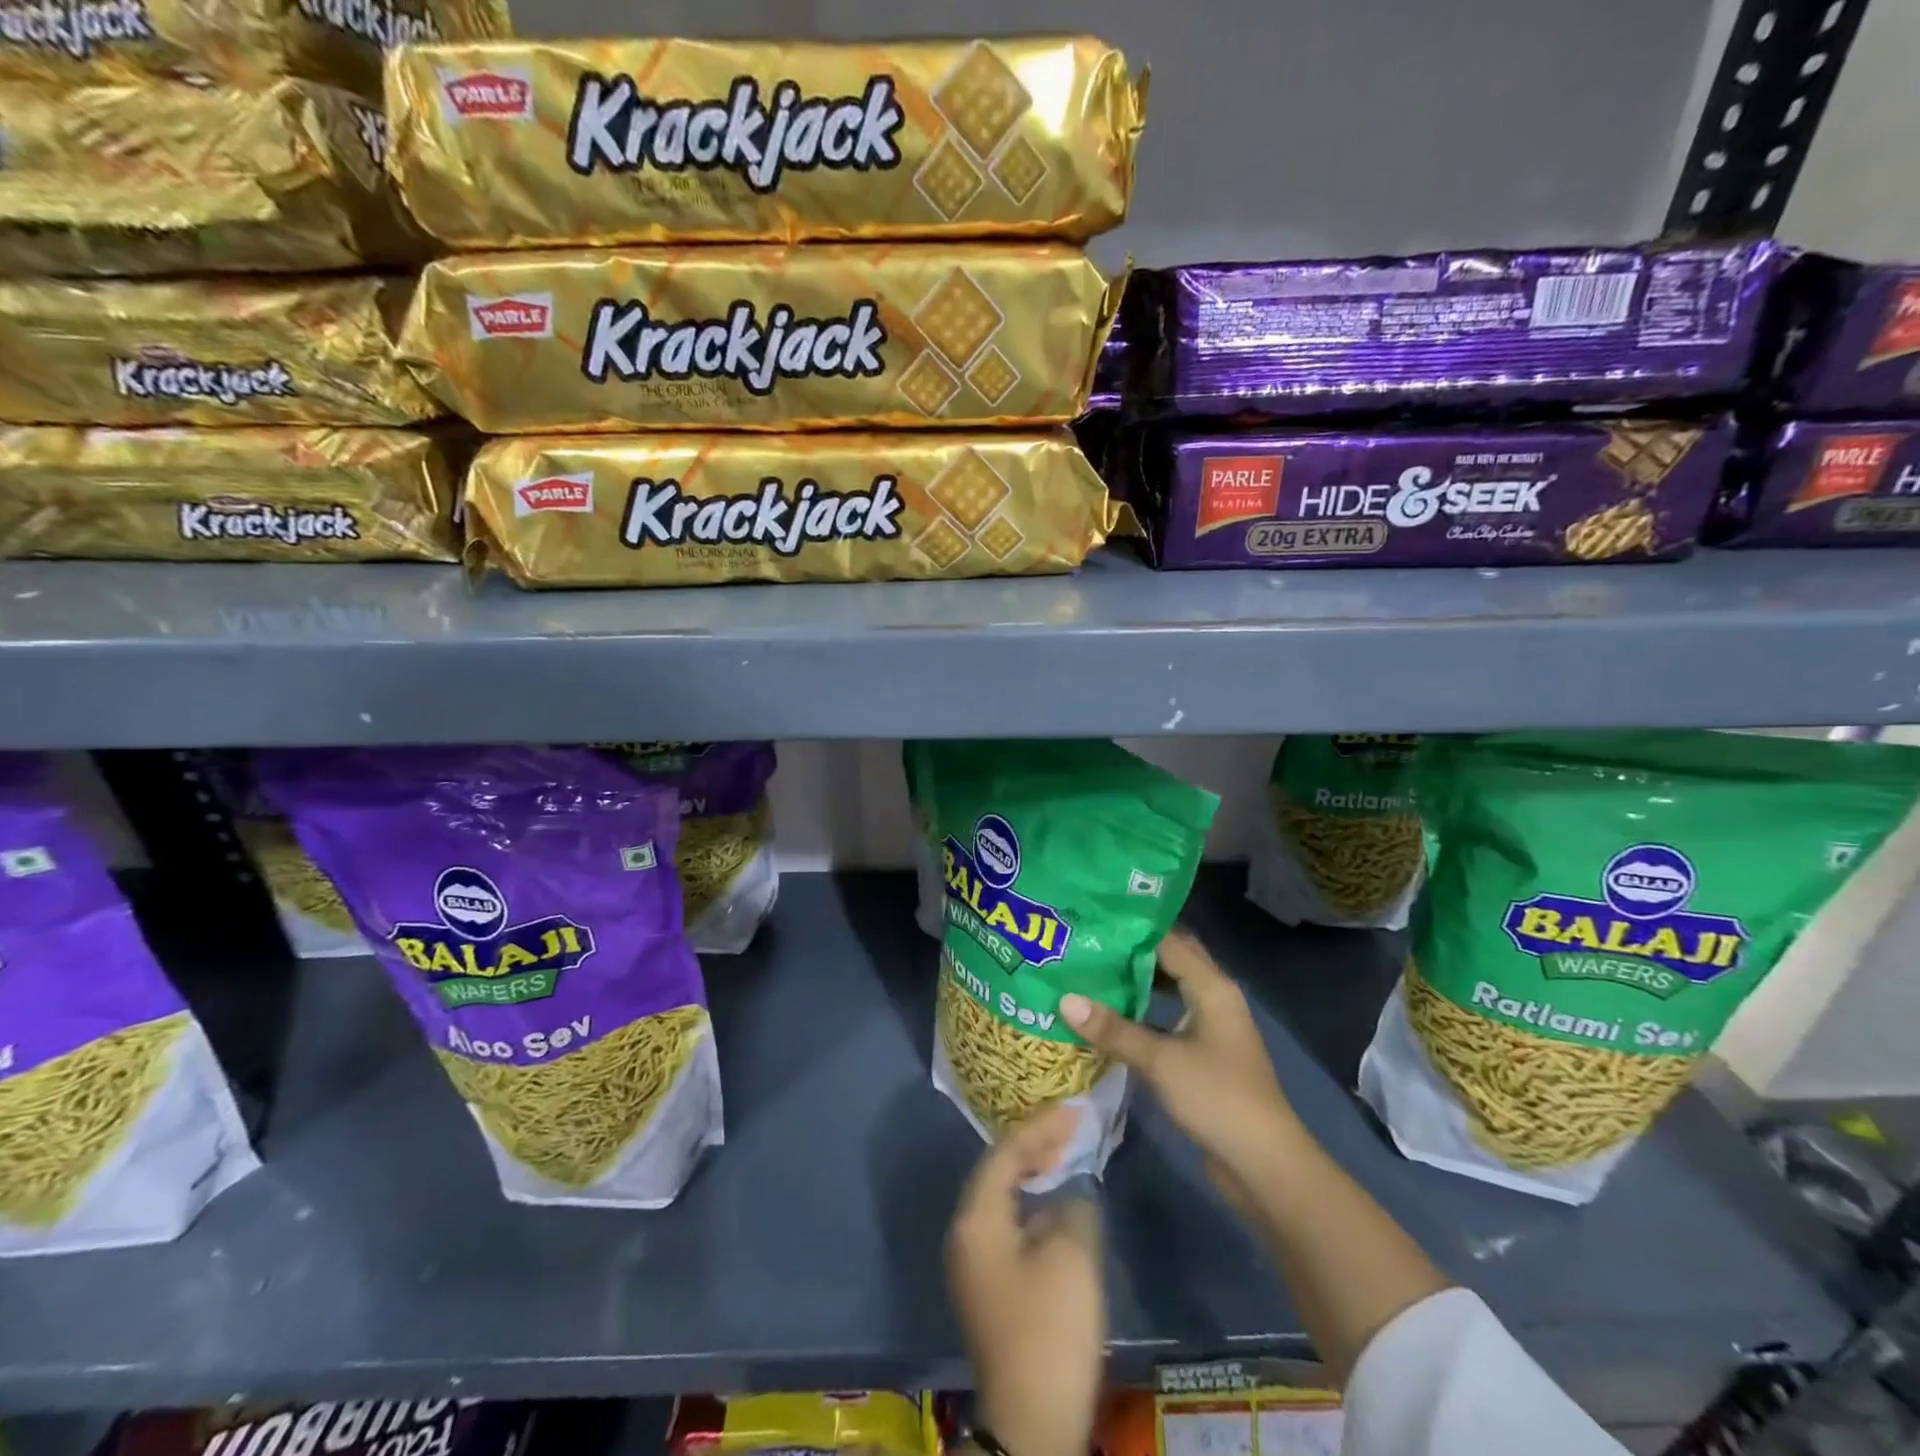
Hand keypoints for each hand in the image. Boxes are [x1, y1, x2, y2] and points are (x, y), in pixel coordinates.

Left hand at [947, 1105, 1105, 1455]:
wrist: (1031, 1423)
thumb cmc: (1049, 1330)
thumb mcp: (1072, 1257)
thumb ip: (1073, 1208)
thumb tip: (1068, 1197)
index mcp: (977, 1218)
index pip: (1004, 1152)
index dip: (1040, 1126)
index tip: (1073, 1109)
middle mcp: (966, 1233)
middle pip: (997, 1171)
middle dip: (1033, 1145)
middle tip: (1070, 1127)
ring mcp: (974, 1263)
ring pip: (1002, 1198)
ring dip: (1032, 1174)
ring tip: (1064, 1155)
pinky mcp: (990, 1288)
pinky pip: (1007, 1224)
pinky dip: (1031, 1205)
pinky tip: (1056, 1207)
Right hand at [1061, 929, 1296, 1194]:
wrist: (1264, 1164)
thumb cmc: (1217, 1098)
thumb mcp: (1160, 1061)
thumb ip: (1113, 1029)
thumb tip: (1065, 999)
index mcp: (1212, 987)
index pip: (1169, 941)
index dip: (1132, 930)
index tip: (1093, 921)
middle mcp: (1214, 998)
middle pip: (1170, 961)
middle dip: (1132, 952)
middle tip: (1087, 943)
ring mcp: (1210, 1027)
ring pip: (1168, 990)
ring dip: (1135, 983)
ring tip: (1090, 973)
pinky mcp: (1203, 1054)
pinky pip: (1167, 1020)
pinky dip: (1142, 1014)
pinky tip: (1109, 1017)